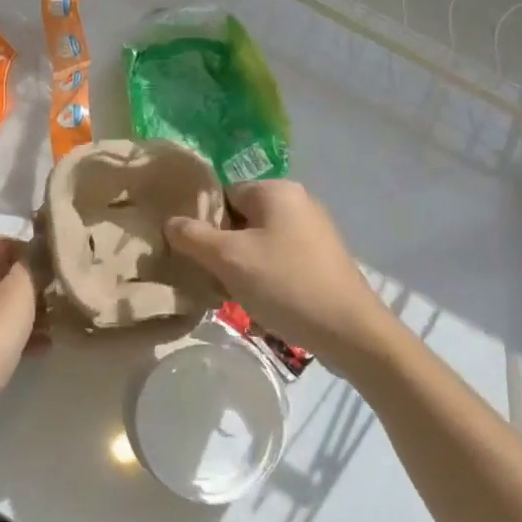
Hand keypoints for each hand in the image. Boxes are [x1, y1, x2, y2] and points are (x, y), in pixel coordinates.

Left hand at [0, 236, 42, 445]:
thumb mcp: (18, 293)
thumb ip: (32, 265)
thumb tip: (41, 247)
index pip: (6, 242)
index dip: (33, 250)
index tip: (60, 266)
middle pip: (5, 274)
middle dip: (36, 284)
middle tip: (64, 295)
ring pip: (4, 304)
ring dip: (32, 311)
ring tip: (61, 321)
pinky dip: (20, 334)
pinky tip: (45, 346)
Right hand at [165, 180, 391, 368]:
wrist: (351, 332)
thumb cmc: (285, 284)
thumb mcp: (228, 259)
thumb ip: (192, 236)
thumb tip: (170, 222)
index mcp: (276, 189)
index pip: (222, 194)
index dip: (203, 223)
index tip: (194, 254)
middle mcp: (297, 201)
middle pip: (239, 218)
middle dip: (221, 248)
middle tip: (211, 277)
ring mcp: (313, 230)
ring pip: (258, 242)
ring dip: (240, 266)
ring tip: (233, 294)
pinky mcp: (322, 258)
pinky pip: (279, 258)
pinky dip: (264, 276)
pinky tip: (260, 302)